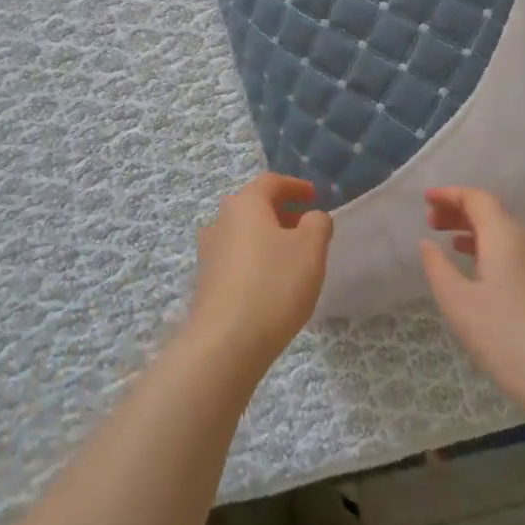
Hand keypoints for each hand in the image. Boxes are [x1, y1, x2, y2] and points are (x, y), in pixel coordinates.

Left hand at [188, 173, 332, 375]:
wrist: (226, 341)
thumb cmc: (274, 284)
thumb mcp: (310, 249)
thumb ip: (317, 224)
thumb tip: (312, 217)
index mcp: (244, 204)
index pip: (270, 183)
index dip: (294, 186)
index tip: (313, 196)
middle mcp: (220, 221)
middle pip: (253, 207)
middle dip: (281, 213)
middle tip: (306, 227)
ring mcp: (209, 252)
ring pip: (243, 234)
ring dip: (268, 238)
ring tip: (292, 258)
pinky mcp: (206, 281)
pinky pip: (236, 259)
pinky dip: (256, 260)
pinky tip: (271, 283)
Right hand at [419, 187, 524, 421]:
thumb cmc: (504, 337)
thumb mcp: (457, 301)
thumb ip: (437, 267)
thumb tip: (429, 244)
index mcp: (506, 237)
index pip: (477, 199)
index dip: (450, 195)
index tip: (426, 200)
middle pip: (493, 213)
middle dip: (460, 212)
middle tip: (431, 222)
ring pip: (507, 234)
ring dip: (476, 231)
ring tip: (450, 243)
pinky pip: (519, 253)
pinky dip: (493, 249)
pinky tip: (481, 271)